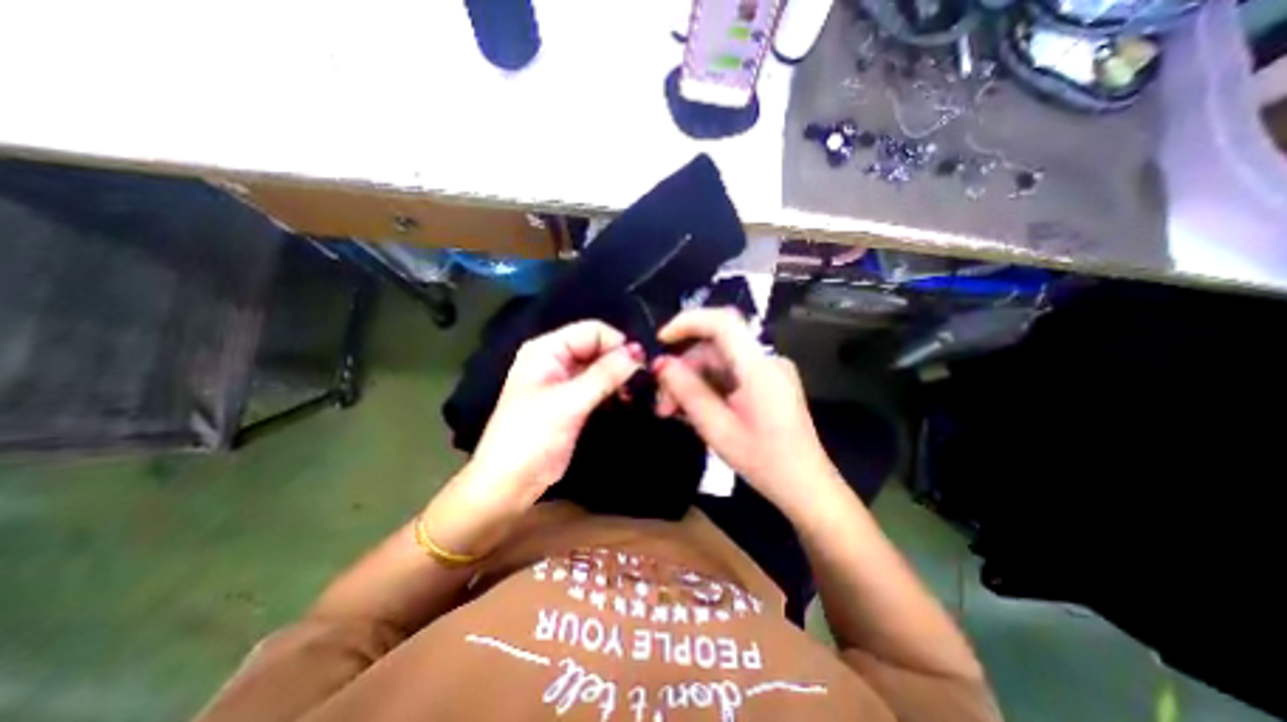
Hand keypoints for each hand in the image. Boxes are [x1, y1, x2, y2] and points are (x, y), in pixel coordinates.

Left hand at [423, 321, 642, 557]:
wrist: (511, 482)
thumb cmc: (532, 436)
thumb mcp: (569, 402)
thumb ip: (605, 374)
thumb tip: (638, 351)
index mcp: (547, 349)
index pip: (592, 331)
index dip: (616, 344)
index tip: (640, 365)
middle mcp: (557, 359)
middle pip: (598, 347)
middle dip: (620, 361)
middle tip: (643, 381)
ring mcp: (565, 380)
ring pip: (601, 367)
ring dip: (619, 377)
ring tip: (636, 393)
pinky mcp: (573, 400)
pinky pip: (599, 385)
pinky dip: (613, 390)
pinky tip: (626, 401)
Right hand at [657, 307, 841, 516]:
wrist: (805, 486)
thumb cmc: (764, 462)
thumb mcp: (718, 428)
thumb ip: (688, 391)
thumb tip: (660, 364)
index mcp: (759, 367)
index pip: (722, 322)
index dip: (688, 322)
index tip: (660, 341)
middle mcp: (767, 361)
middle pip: (715, 348)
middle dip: (683, 369)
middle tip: (661, 402)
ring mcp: (769, 372)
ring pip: (719, 363)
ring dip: (692, 382)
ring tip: (671, 411)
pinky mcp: (767, 383)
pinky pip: (730, 375)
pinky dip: (707, 388)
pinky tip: (693, 409)